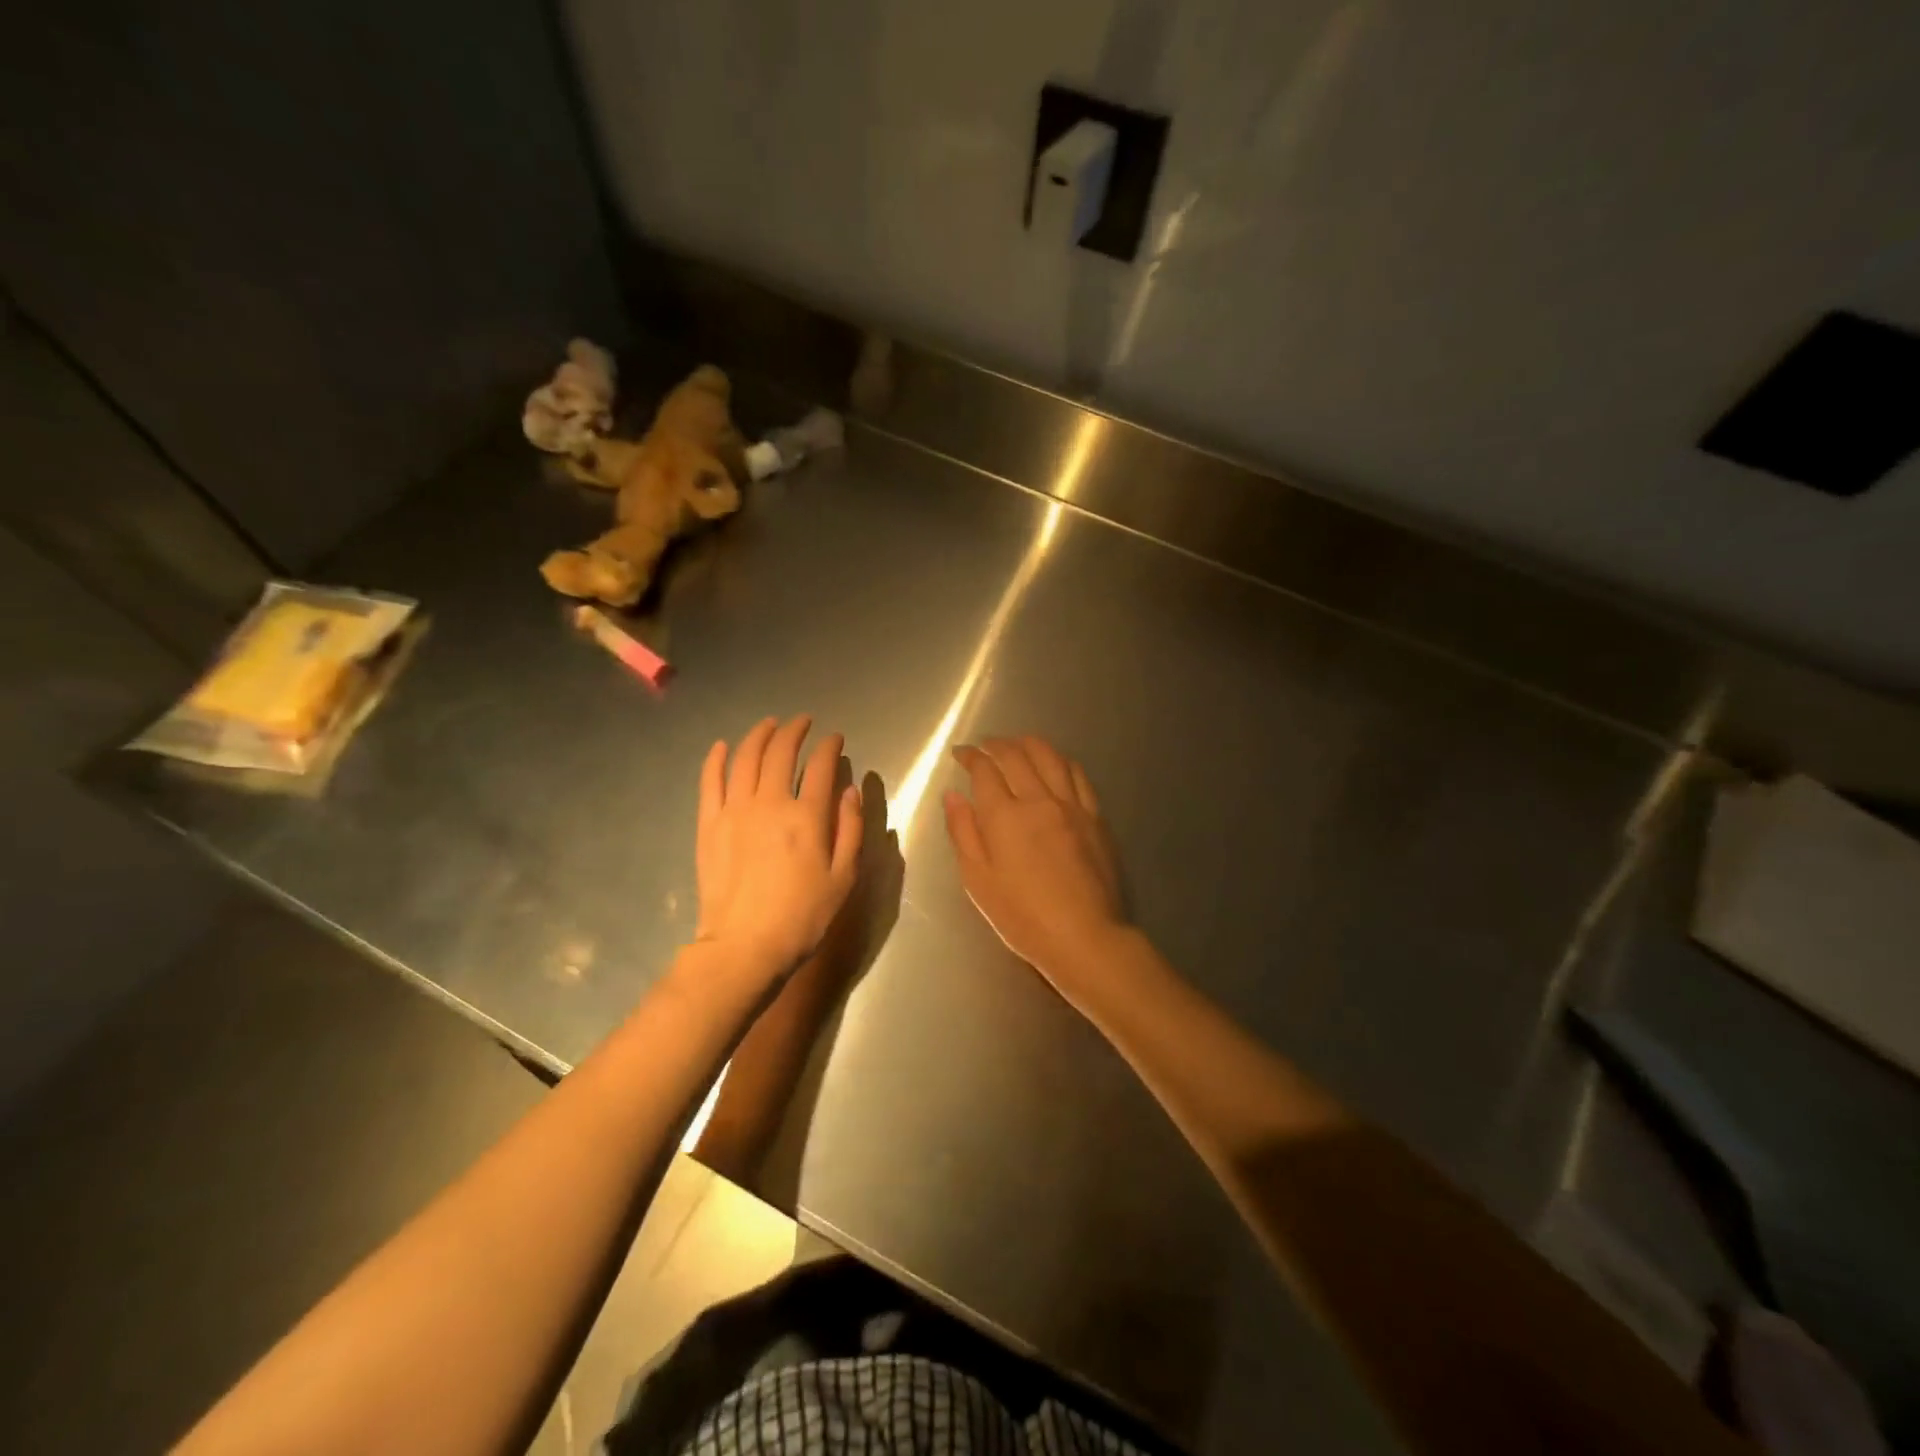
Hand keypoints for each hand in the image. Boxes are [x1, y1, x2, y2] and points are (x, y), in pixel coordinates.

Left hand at [696, 716, 863, 979]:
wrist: (744, 947)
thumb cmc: (802, 916)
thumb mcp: (843, 878)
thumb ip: (851, 829)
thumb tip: (850, 790)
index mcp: (807, 816)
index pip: (821, 766)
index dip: (830, 746)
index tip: (835, 738)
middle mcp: (770, 803)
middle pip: (781, 752)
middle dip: (795, 731)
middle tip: (803, 722)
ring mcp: (735, 811)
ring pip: (746, 758)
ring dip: (759, 735)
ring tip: (770, 724)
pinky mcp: (709, 824)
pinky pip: (710, 782)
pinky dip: (717, 759)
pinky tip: (723, 746)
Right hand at [942, 736, 1126, 995]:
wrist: (1084, 936)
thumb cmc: (1022, 916)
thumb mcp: (978, 880)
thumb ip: (963, 832)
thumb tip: (953, 795)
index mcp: (1004, 816)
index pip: (984, 770)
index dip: (970, 756)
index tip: (961, 753)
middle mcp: (1038, 800)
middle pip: (1016, 756)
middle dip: (996, 744)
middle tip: (985, 745)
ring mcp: (1071, 805)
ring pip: (1050, 757)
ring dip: (1029, 743)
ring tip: (1017, 743)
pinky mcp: (1095, 817)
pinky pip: (1078, 775)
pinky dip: (1061, 760)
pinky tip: (1055, 762)